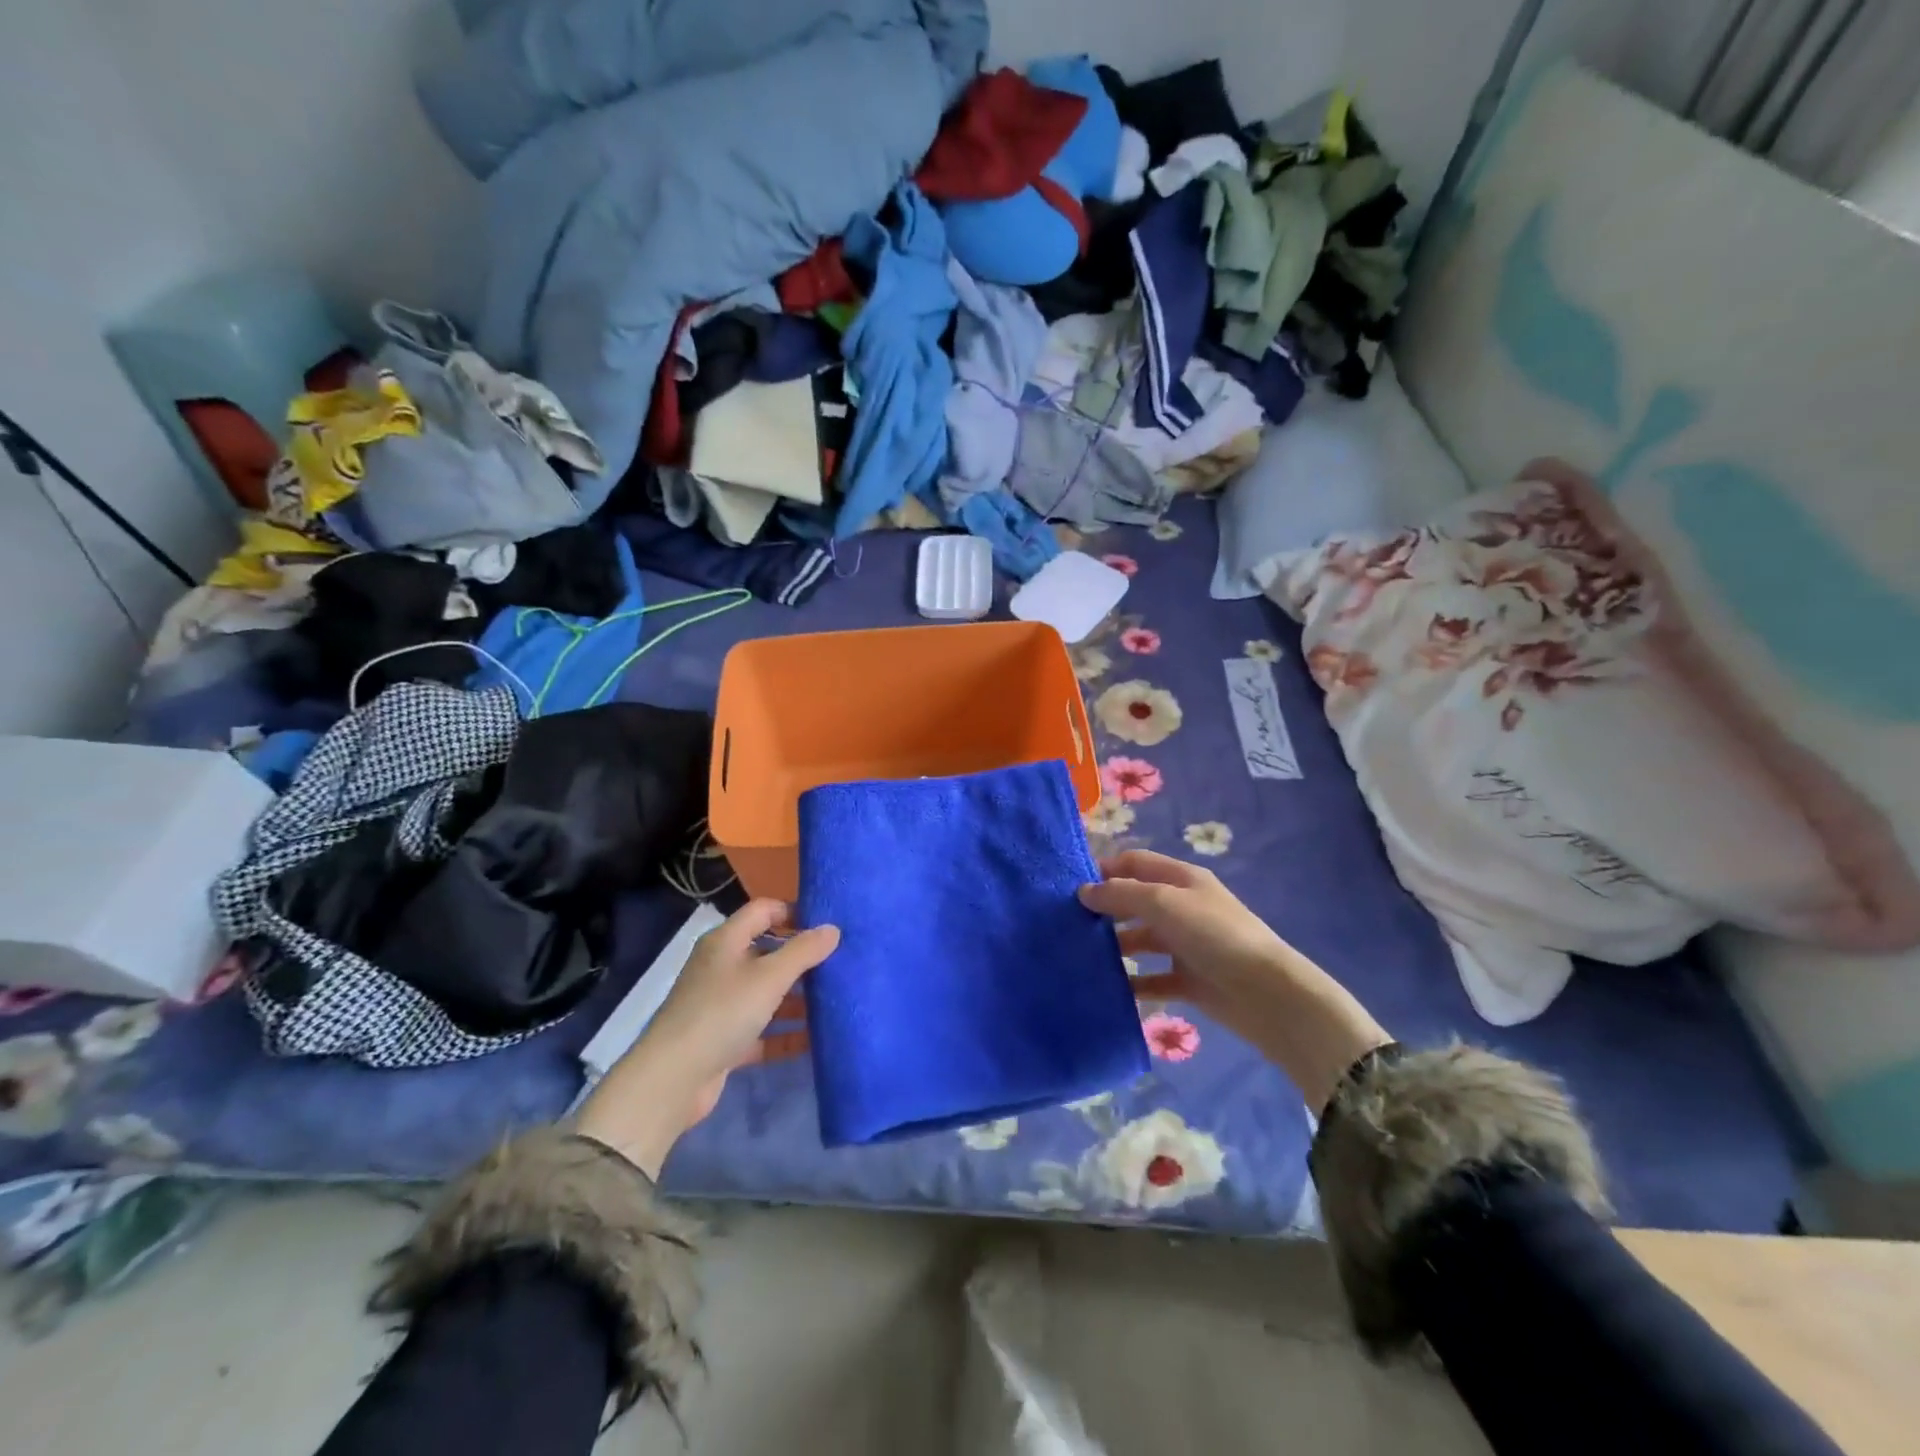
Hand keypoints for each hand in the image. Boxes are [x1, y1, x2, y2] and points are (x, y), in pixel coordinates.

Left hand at [575, 900, 838, 1178]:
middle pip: (768, 952)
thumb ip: (803, 951)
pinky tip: (816, 1040)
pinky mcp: (725, 1040)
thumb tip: (833, 929)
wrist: (673, 1080)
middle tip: (841, 962)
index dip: (794, 911)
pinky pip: (763, 1031)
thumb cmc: (722, 1013)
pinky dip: (786, 1034)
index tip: (828, 924)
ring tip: (836, 999)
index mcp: (726, 942)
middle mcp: (722, 967)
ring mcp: (723, 1005)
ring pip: (767, 993)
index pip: (764, 911)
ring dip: (797, 998)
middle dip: (802, 958)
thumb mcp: (769, 977)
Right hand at [1082, 849, 1299, 1026]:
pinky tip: (1109, 989)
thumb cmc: (1214, 935)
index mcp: (1181, 879)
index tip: (1070, 886)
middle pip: (1135, 900)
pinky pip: (1152, 979)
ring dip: (1115, 946)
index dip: (1105, 869)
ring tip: (1082, 956)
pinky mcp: (1188, 980)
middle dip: (1105, 908)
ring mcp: (1186, 945)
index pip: (1135, 863)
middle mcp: (1182, 907)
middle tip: (1069, 923)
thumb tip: (1083, 891)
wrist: (1266, 994)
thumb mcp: (1164, 903)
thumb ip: (1121, 894)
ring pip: (1141, 939)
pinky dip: (1133, 983)